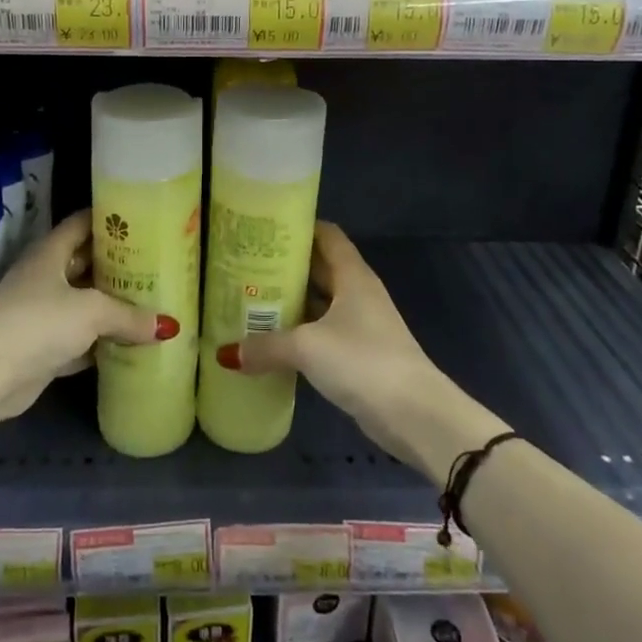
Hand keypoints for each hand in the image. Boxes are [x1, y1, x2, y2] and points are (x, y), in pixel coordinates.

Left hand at [0, 210, 171, 427]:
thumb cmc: (38, 322)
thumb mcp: (91, 311)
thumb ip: (129, 315)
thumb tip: (168, 326)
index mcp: (50, 253)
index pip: (82, 223)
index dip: (110, 219)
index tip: (144, 221)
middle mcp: (45, 277)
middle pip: (87, 264)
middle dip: (119, 266)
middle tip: (158, 265)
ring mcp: (43, 314)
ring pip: (86, 304)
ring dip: (113, 307)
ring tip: (154, 302)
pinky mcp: (44, 349)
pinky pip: (82, 340)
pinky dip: (103, 343)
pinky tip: (133, 344)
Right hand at [226, 221, 478, 478]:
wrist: (414, 414)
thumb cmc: (362, 361)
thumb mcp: (307, 348)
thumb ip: (266, 346)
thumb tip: (227, 354)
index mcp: (352, 276)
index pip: (326, 235)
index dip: (299, 227)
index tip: (264, 228)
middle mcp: (358, 293)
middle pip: (320, 268)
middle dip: (286, 266)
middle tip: (245, 265)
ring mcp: (361, 324)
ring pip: (320, 303)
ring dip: (291, 302)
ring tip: (249, 299)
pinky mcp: (359, 355)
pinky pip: (322, 332)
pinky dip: (300, 332)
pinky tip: (272, 340)